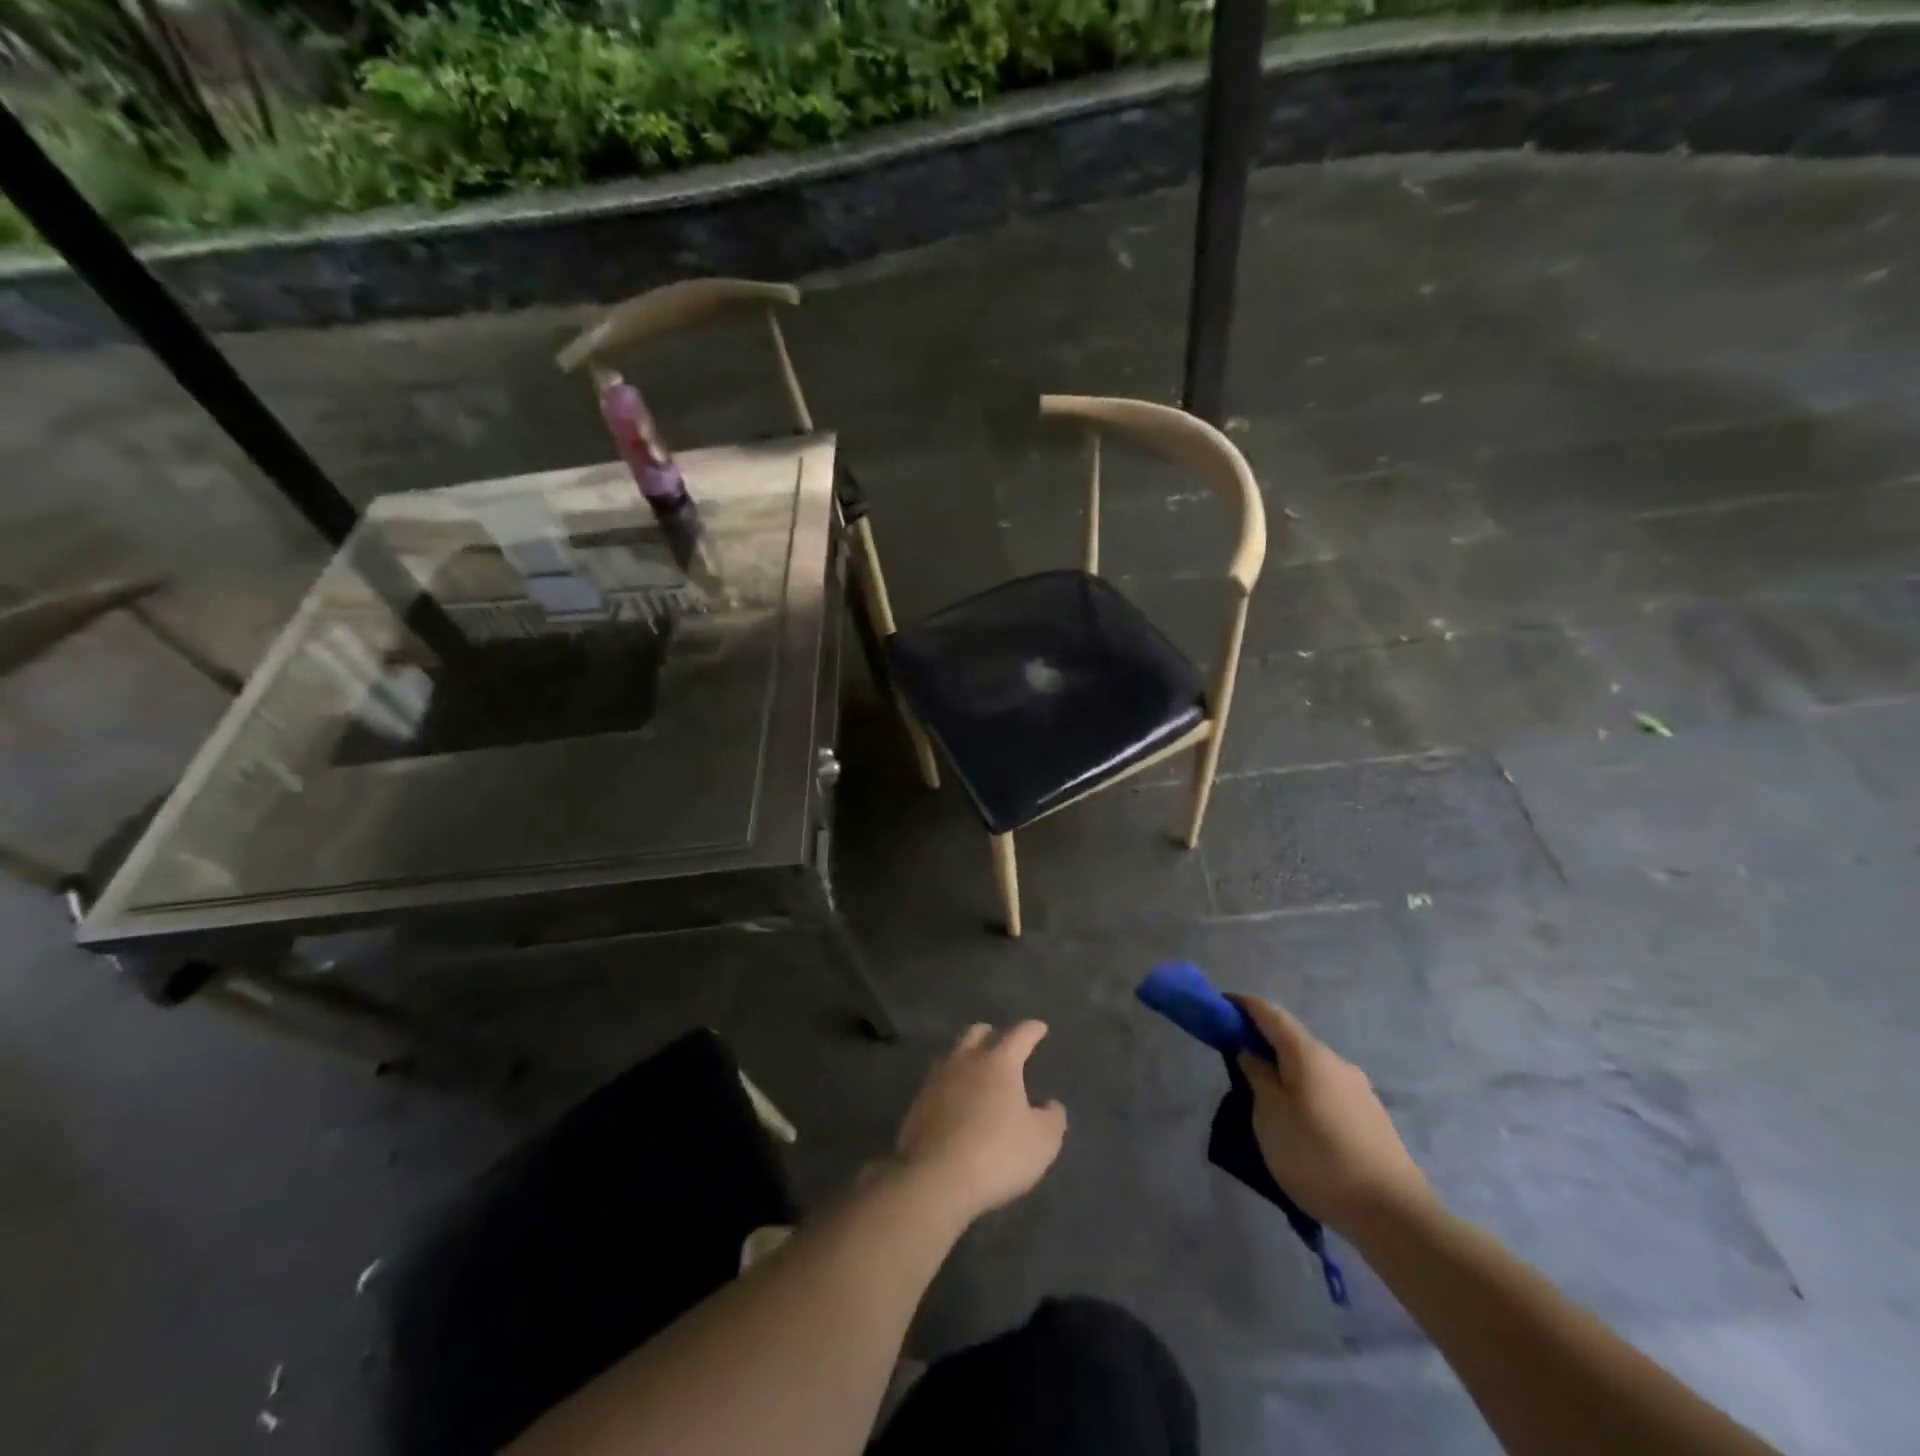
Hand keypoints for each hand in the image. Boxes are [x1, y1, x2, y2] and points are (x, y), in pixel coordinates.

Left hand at [893, 1022, 1066, 1223]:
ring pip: (953, 1056)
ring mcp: (937, 1081)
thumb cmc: (997, 1153)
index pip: (1019, 1035)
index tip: (1040, 1027)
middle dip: (991, 1034)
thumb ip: (1052, 1118)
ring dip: (966, 1058)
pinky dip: (950, 1086)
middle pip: (977, 1033)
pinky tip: (955, 1102)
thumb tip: (1050, 1104)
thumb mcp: (1042, 1141)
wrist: (935, 1178)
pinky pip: (938, 1084)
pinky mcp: (918, 1104)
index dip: (1032, 1030)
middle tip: (1001, 1042)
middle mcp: (965, 1061)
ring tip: (976, 1071)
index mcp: (999, 1062)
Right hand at [1231, 995, 1435, 1234]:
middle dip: (1263, 1042)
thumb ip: (1257, 1076)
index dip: (1243, 1006)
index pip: (1270, 1014)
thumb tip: (1251, 1051)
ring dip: (1286, 1072)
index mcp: (1308, 1054)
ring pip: (1311, 1068)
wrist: (1393, 1214)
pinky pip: (1327, 1091)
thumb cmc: (1317, 1156)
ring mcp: (1358, 1090)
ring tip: (1266, 1099)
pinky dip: (1305, 1092)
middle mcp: (1336, 1062)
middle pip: (1292, 1040)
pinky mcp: (1371, 1117)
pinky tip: (1300, 1123)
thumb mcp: (1270, 1115)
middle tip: (1236, 1060)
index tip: (1220, 1009)